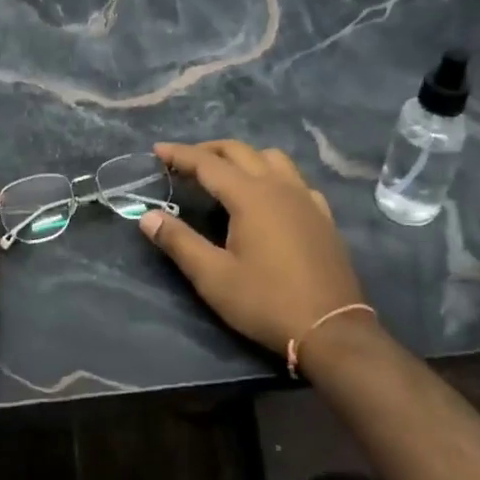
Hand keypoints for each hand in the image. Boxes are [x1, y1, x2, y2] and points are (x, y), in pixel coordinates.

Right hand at [141, 140, 369, 357]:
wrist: (331, 330)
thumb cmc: (266, 302)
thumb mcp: (213, 276)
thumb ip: (179, 241)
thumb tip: (147, 216)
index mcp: (250, 196)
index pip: (207, 164)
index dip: (179, 154)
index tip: (157, 149)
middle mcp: (279, 186)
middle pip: (240, 151)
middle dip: (208, 150)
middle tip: (184, 162)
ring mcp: (306, 198)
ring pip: (272, 158)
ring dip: (243, 157)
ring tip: (225, 174)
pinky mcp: (322, 216)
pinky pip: (295, 180)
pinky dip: (273, 176)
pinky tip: (268, 197)